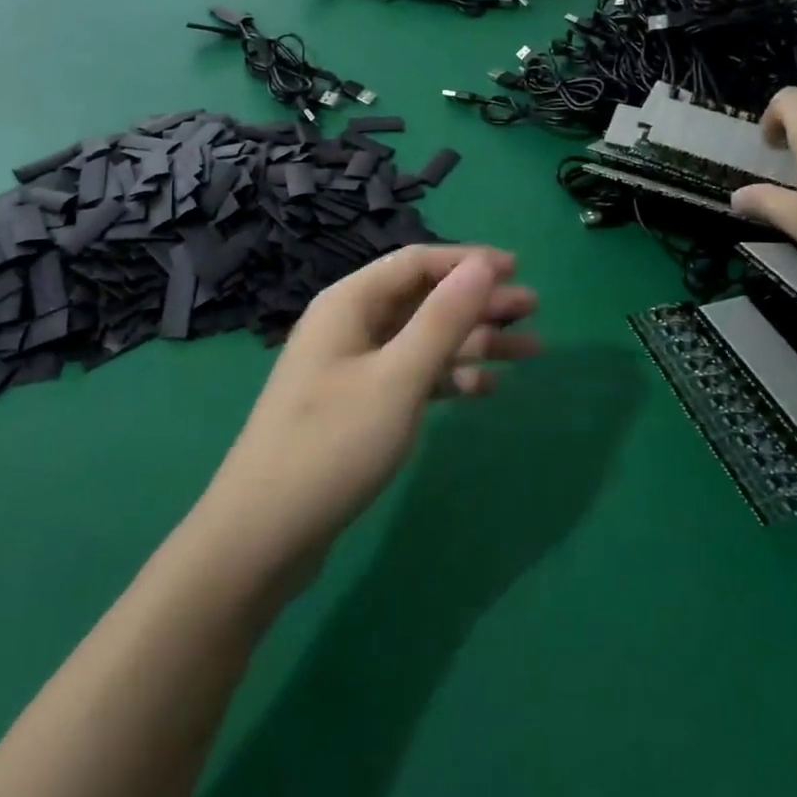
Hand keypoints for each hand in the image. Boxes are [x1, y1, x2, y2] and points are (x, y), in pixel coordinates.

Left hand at [195, 246, 539, 585]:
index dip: (468, 262)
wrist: (263, 534)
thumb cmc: (333, 445)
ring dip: (473, 342)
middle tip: (533, 310)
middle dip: (478, 303)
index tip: (516, 268)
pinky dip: (448, 378)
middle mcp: (350, 325)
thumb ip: (442, 319)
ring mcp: (353, 367)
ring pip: (423, 340)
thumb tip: (482, 264)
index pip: (416, 263)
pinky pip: (412, 377)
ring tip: (529, 350)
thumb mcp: (397, 378)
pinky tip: (486, 388)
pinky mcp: (358, 405)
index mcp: (349, 303)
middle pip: (423, 299)